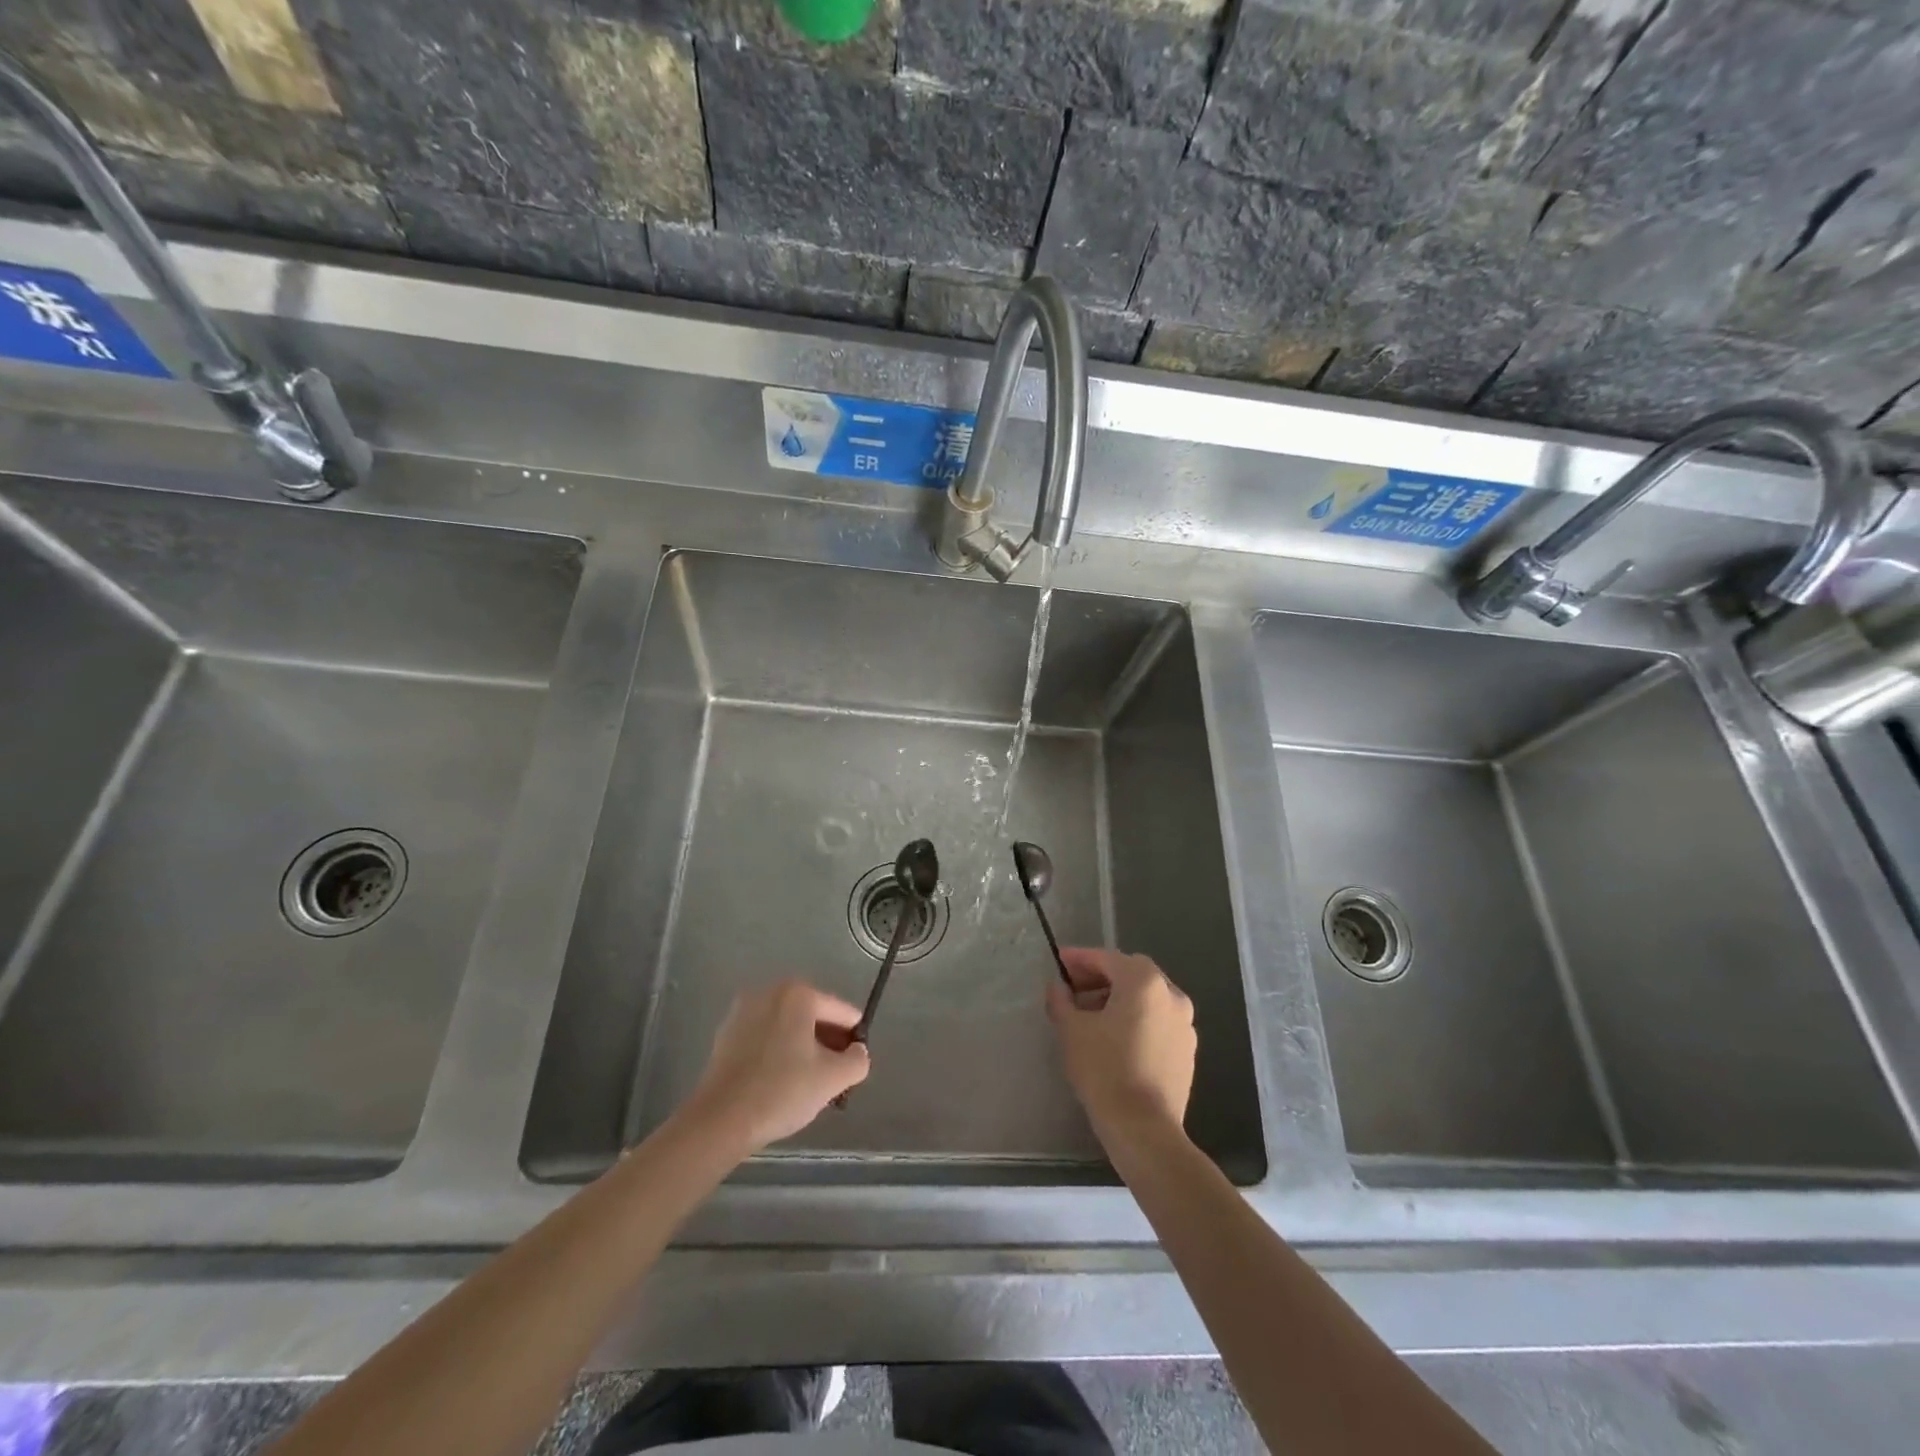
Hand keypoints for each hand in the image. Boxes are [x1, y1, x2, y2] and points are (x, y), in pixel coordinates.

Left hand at [679, 980, 870, 1154]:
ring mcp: (744, 1011)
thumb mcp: (832, 1079)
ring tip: (809, 1082)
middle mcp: (770, 992)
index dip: (854, 1038)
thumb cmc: (781, 1091)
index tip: (854, 1066)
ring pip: (788, 1026)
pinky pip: (765, 1037)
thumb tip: (858, 1052)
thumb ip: (857, 1060)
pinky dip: (778, 1052)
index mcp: (798, 994)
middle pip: (813, 1015)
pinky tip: (780, 1082)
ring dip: (803, 1047)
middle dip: (828, 1042)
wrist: (719, 1120)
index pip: (842, 1011)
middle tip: (835, 1075)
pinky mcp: (726, 1034)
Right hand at [1046, 947, 1195, 1140]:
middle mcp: (1171, 994)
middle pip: (1130, 973)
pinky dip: (1136, 1019)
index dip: (1079, 959)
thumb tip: (1058, 987)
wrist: (1144, 1129)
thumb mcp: (1071, 1030)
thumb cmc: (1105, 1070)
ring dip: (1118, 998)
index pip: (1107, 958)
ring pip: (1146, 998)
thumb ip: (1061, 1000)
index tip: (1058, 963)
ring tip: (1091, 1016)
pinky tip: (1115, 1039)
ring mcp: (1184, 1024)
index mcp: (1144, 982)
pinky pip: (1157, 1021)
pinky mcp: (1187, 1050)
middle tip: (1073, 989)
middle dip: (1100, 977)